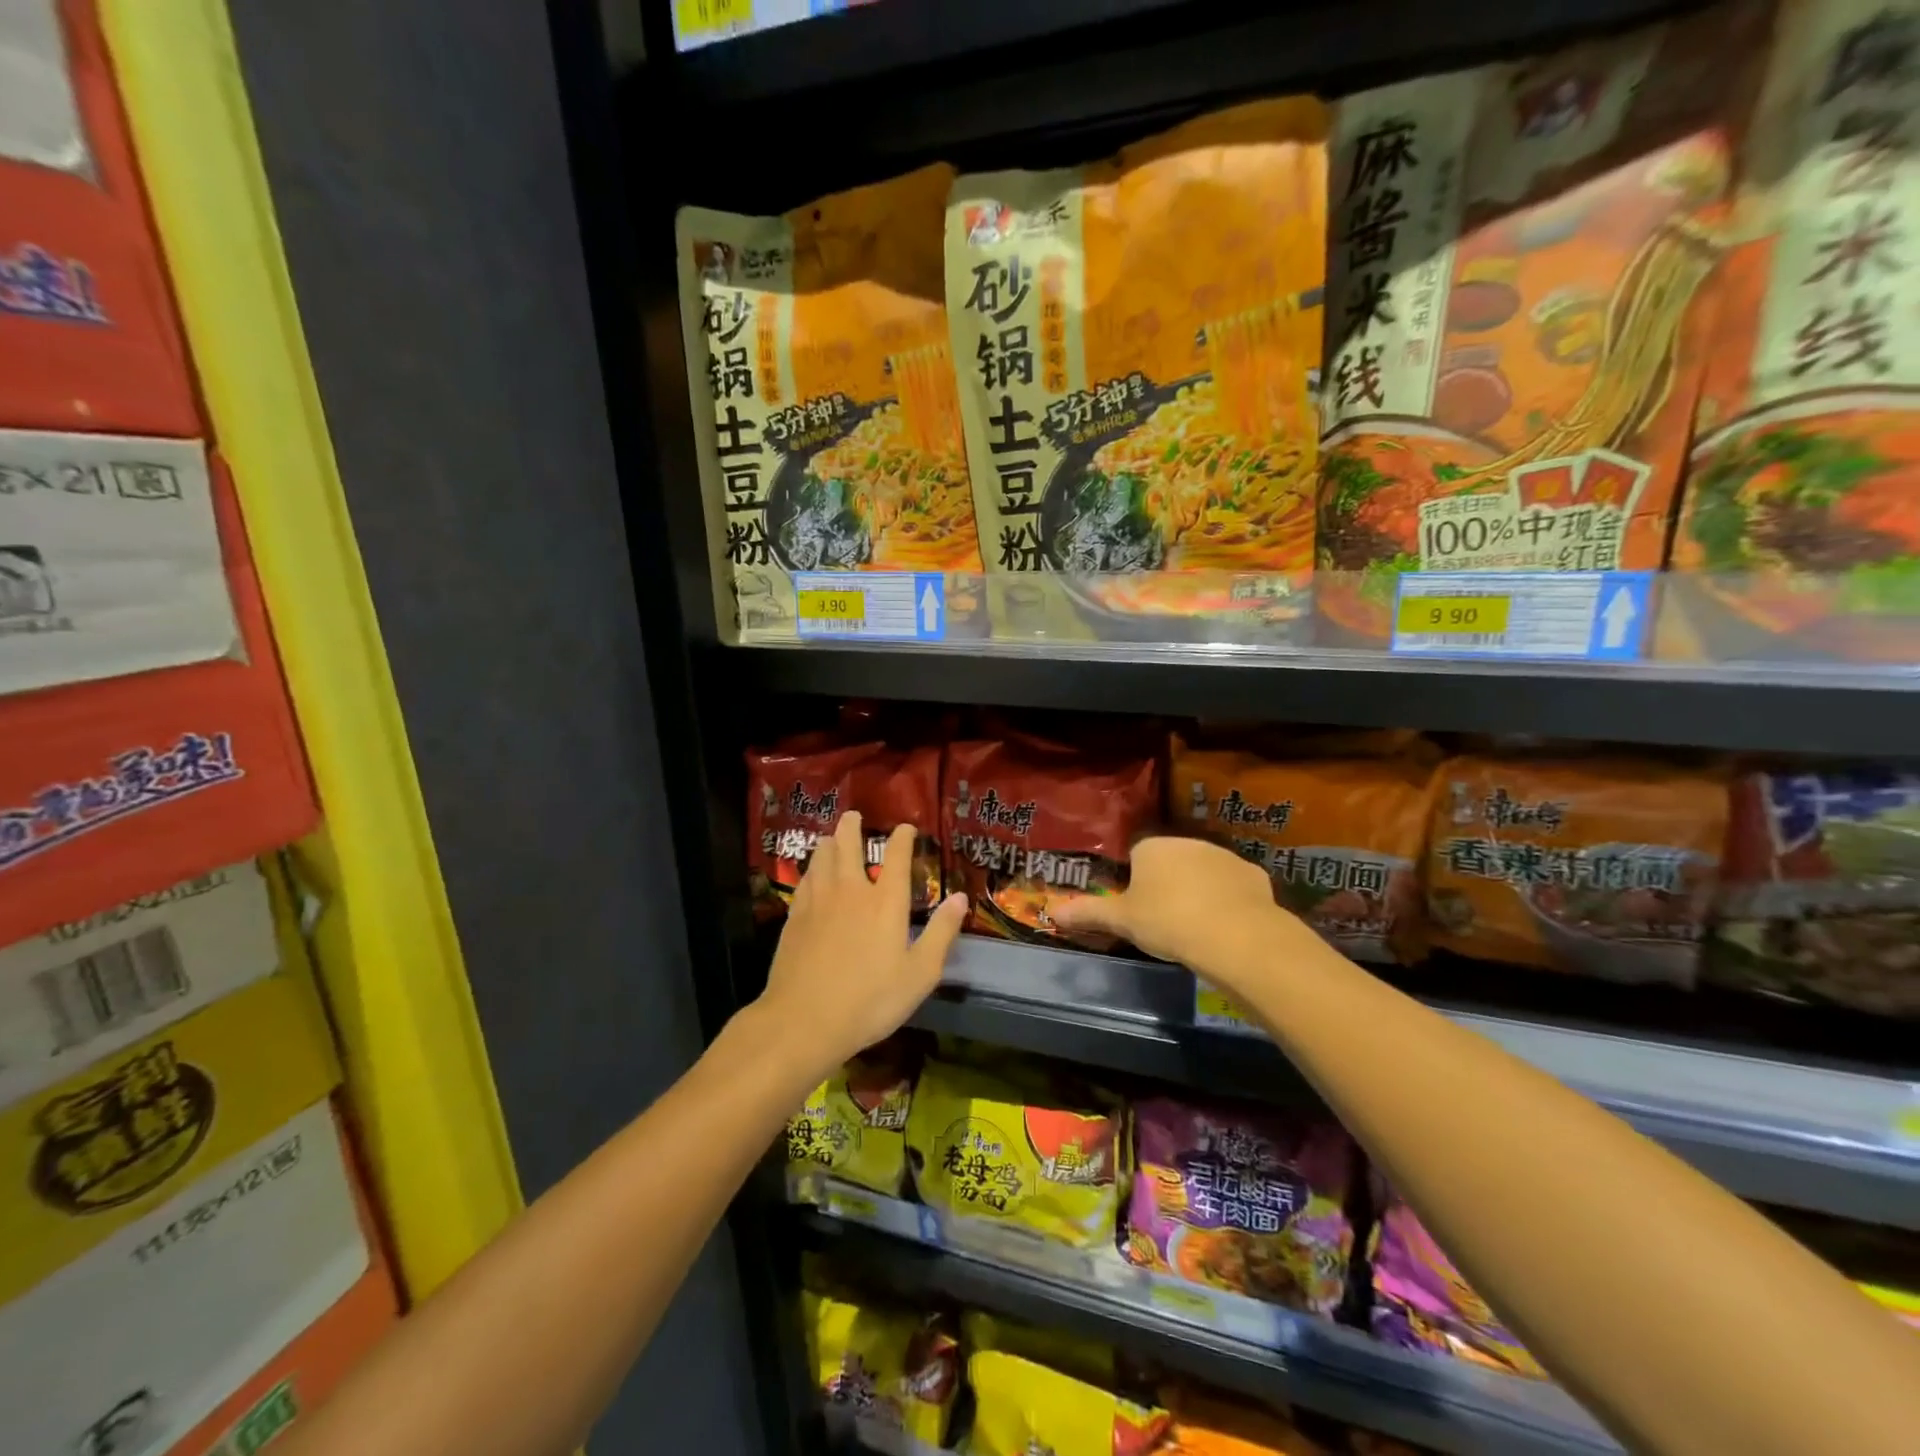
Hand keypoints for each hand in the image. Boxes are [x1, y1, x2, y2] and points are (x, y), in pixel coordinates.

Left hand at [756, 812, 967, 1074]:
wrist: (803, 1021)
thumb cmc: (870, 1001)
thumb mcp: (919, 975)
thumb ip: (941, 933)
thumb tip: (960, 898)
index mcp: (885, 902)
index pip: (896, 855)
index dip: (902, 837)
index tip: (906, 828)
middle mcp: (851, 890)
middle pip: (848, 844)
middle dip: (853, 826)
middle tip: (855, 816)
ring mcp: (818, 901)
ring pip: (822, 856)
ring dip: (830, 841)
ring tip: (833, 837)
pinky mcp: (795, 916)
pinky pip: (805, 878)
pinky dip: (812, 867)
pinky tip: (812, 873)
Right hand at [1052, 835, 1293, 991]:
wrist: (1235, 935)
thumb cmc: (1167, 921)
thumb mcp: (1122, 920)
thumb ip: (1088, 913)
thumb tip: (1053, 912)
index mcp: (1152, 847)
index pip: (1136, 854)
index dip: (1134, 880)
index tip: (1136, 906)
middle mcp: (1187, 842)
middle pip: (1171, 860)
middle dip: (1167, 883)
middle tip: (1163, 918)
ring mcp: (1224, 856)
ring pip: (1204, 871)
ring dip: (1199, 889)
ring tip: (1195, 925)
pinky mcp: (1253, 875)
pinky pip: (1233, 886)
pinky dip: (1229, 900)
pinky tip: (1225, 925)